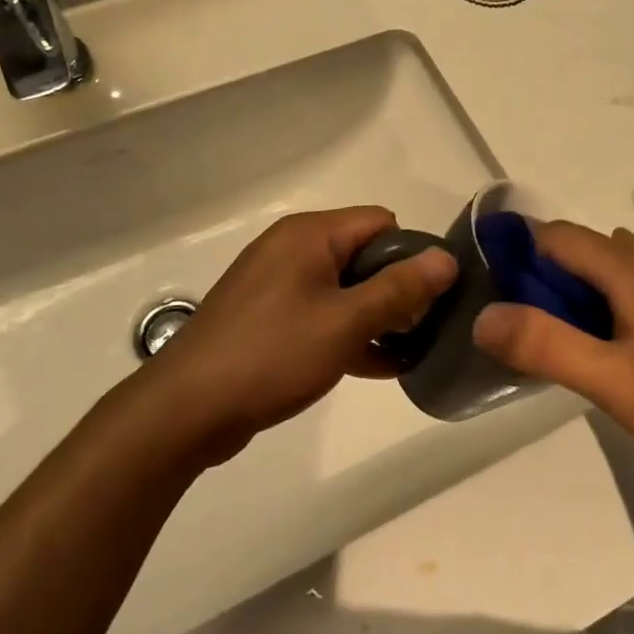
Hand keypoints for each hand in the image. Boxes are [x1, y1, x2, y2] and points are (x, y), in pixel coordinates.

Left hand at [139, 207, 456, 466]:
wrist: (186, 410)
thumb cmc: (271, 355)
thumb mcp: (345, 322)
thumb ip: (399, 289)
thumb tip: (446, 259)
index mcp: (309, 235)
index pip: (380, 223)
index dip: (411, 254)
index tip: (431, 296)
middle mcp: (292, 250)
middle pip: (363, 254)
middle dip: (397, 289)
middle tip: (422, 328)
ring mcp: (278, 286)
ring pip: (344, 288)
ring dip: (376, 316)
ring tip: (410, 349)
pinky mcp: (269, 319)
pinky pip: (322, 315)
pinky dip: (349, 333)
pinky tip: (380, 366)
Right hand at [471, 223, 633, 494]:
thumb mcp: (611, 382)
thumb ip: (544, 346)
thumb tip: (484, 316)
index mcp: (631, 266)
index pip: (557, 235)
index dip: (521, 253)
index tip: (500, 289)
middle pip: (590, 249)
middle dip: (554, 277)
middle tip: (539, 329)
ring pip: (623, 266)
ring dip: (592, 290)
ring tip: (585, 342)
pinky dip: (627, 299)